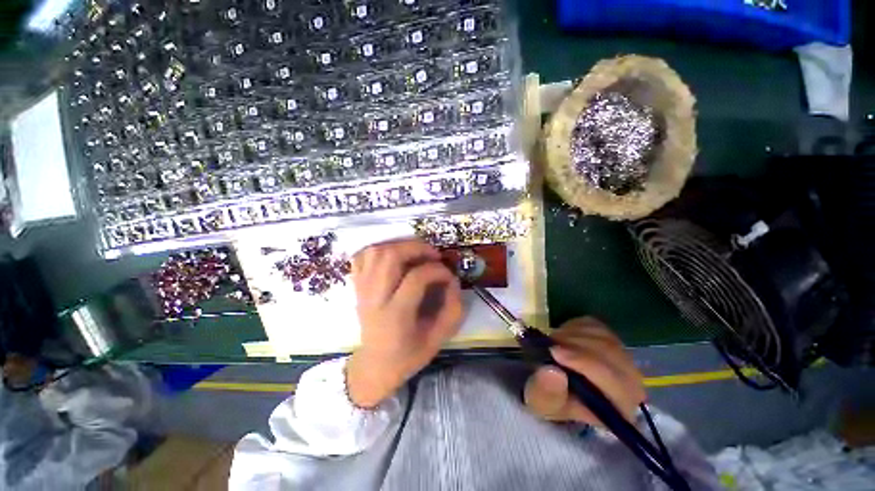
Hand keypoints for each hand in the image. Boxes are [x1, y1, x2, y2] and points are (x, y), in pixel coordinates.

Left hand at [346, 239, 462, 407]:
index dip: (437, 270)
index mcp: (395, 315)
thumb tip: (453, 279)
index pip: (416, 278)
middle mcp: (374, 298)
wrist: (375, 365)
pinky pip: (362, 256)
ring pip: (375, 252)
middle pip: (390, 257)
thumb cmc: (408, 355)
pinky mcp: (357, 286)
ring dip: (399, 245)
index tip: (448, 275)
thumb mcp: (438, 339)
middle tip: (433, 255)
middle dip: (416, 248)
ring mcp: (362, 290)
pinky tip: (394, 255)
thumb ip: (452, 309)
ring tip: (416, 253)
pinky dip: (379, 249)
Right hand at [524, 317, 645, 424]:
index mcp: (620, 407)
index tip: (554, 352)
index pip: (612, 380)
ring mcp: (623, 357)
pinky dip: (574, 327)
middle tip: (550, 343)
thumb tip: (553, 372)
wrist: (553, 385)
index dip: (584, 363)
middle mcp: (632, 383)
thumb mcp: (542, 402)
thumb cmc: (551, 399)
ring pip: (602, 336)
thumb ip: (548, 393)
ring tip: (553, 343)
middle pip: (610, 353)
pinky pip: (594, 325)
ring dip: (572, 335)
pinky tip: (563, 338)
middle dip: (575, 345)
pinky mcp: (610, 338)